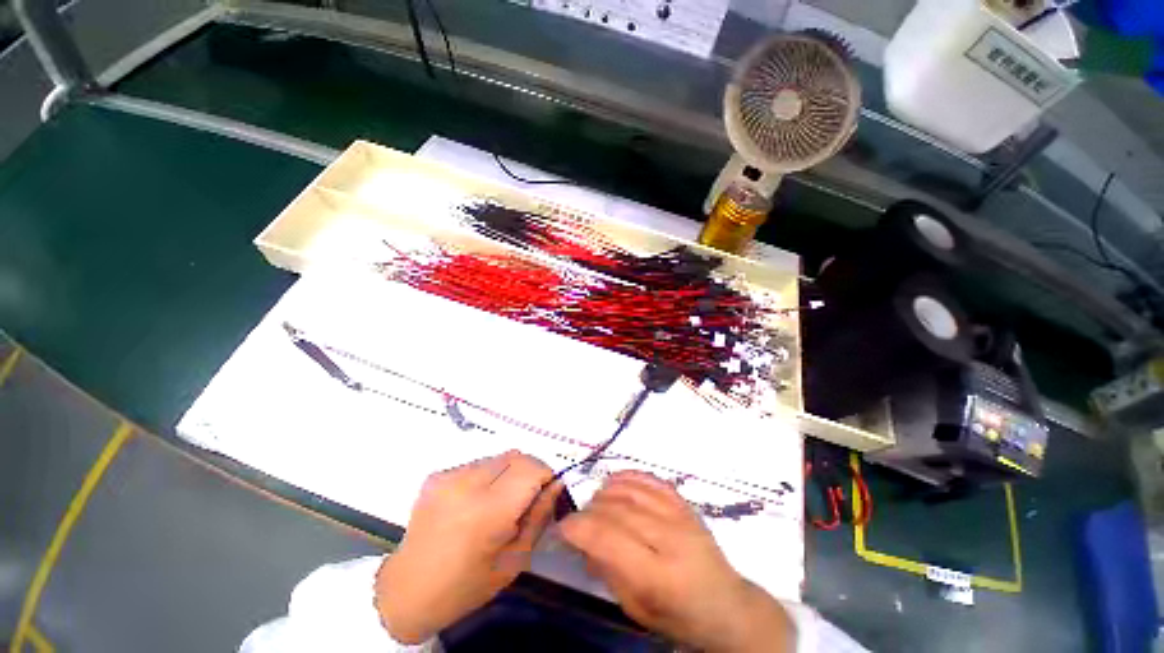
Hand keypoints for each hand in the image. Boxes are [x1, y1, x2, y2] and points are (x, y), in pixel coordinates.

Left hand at [374, 450, 561, 643]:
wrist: (406, 592)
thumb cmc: (466, 585)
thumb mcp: (514, 560)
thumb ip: (539, 516)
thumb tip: (557, 484)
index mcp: (488, 511)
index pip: (531, 468)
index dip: (545, 475)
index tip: (545, 493)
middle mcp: (468, 484)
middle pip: (516, 456)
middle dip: (528, 472)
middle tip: (524, 499)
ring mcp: (449, 476)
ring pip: (498, 457)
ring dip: (507, 473)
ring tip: (496, 502)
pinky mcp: (438, 475)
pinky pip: (477, 463)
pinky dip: (486, 476)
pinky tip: (474, 502)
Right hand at [559, 471, 793, 652]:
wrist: (727, 605)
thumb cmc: (679, 616)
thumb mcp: (638, 609)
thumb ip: (608, 572)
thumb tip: (583, 542)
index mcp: (659, 576)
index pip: (609, 539)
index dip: (579, 528)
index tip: (563, 527)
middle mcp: (671, 539)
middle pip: (617, 510)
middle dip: (589, 511)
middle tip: (579, 520)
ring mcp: (680, 516)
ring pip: (631, 490)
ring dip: (605, 493)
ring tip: (595, 504)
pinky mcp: (685, 503)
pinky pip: (650, 479)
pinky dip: (627, 476)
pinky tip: (614, 483)